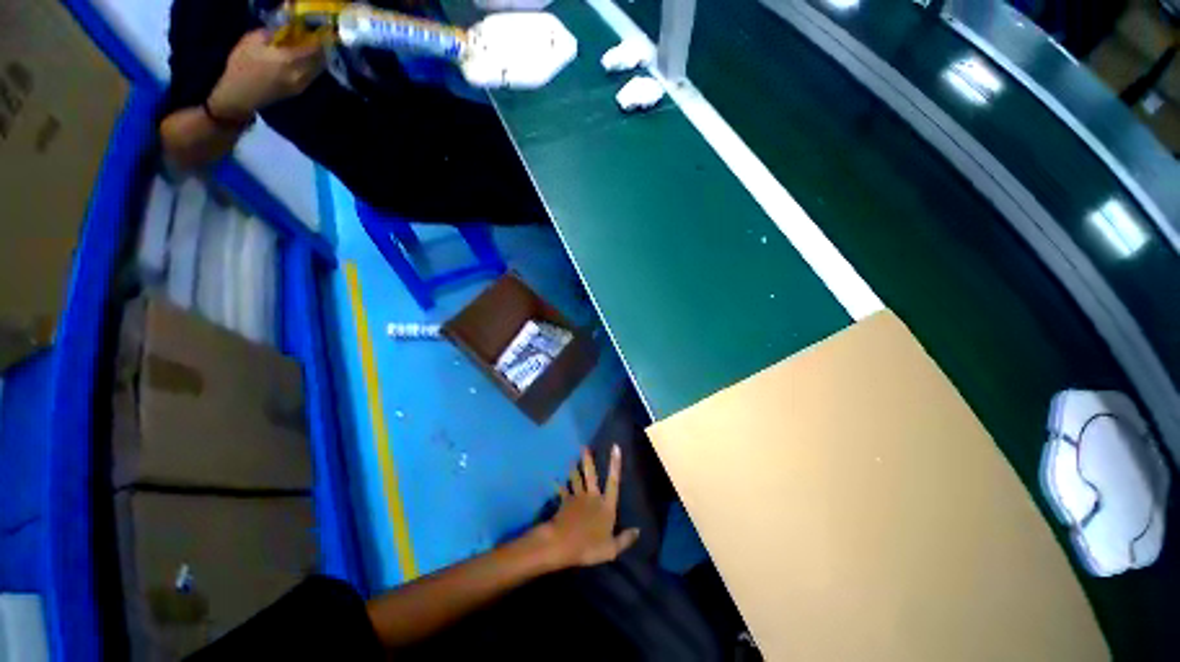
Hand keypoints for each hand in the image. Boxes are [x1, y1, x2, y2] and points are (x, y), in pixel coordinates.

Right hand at [207, 29, 325, 119]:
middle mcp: (300, 74)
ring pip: (318, 70)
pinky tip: (306, 60)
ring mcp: (301, 84)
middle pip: (320, 60)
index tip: (323, 31)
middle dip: (322, 49)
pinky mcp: (299, 91)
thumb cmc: (242, 66)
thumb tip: (284, 25)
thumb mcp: (252, 41)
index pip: (313, 49)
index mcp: (289, 60)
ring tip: (313, 48)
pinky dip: (313, 67)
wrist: (240, 95)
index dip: (320, 39)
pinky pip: (312, 76)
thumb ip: (271, 32)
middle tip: (320, 39)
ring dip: (318, 59)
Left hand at [533, 445, 639, 569]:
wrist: (562, 544)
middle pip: (591, 475)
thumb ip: (625, 539)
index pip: (613, 481)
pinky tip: (554, 480)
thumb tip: (638, 530)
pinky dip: (558, 485)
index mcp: (606, 506)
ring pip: (576, 479)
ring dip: (574, 469)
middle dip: (588, 460)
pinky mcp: (565, 503)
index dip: (615, 464)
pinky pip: (562, 491)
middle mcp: (592, 497)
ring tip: (573, 459)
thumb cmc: (589, 546)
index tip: (615, 447)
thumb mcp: (612, 549)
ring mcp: (577, 498)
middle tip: (584, 447)